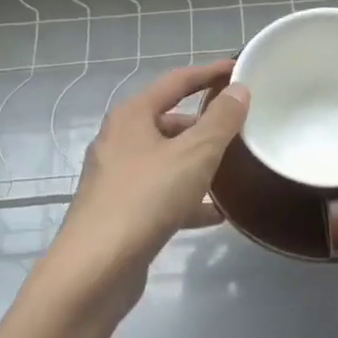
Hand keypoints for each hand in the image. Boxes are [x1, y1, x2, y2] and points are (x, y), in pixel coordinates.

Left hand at [39, 60, 249, 317]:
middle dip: (205, 124)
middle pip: (169, 121)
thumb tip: (238, 90)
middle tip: (240, 128)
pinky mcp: (121, 211)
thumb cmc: (146, 198)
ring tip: (234, 169)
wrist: (96, 267)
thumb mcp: (194, 154)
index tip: (238, 69)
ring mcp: (117, 178)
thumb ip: (220, 120)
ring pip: (167, 160)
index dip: (208, 73)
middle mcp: (119, 140)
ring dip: (198, 162)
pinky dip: (188, 198)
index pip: (175, 81)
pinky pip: (161, 194)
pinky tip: (216, 214)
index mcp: (131, 116)